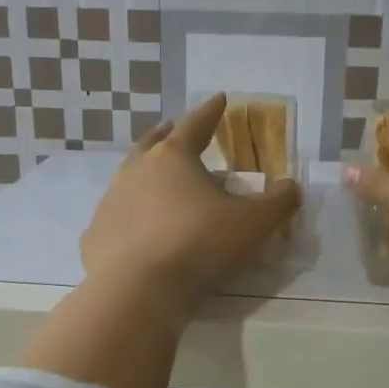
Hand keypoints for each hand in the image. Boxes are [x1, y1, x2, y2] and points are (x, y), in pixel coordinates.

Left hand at [81, 93, 301, 317]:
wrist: (136, 289)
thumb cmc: (199, 245)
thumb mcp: (252, 224)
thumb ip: (278, 203)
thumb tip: (292, 187)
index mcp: (174, 157)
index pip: (196, 124)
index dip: (211, 111)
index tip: (220, 98)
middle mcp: (136, 170)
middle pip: (152, 143)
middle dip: (167, 134)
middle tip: (173, 129)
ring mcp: (111, 201)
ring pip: (129, 177)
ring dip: (145, 173)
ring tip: (157, 180)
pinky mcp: (96, 234)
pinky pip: (117, 216)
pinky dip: (130, 215)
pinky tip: (137, 229)